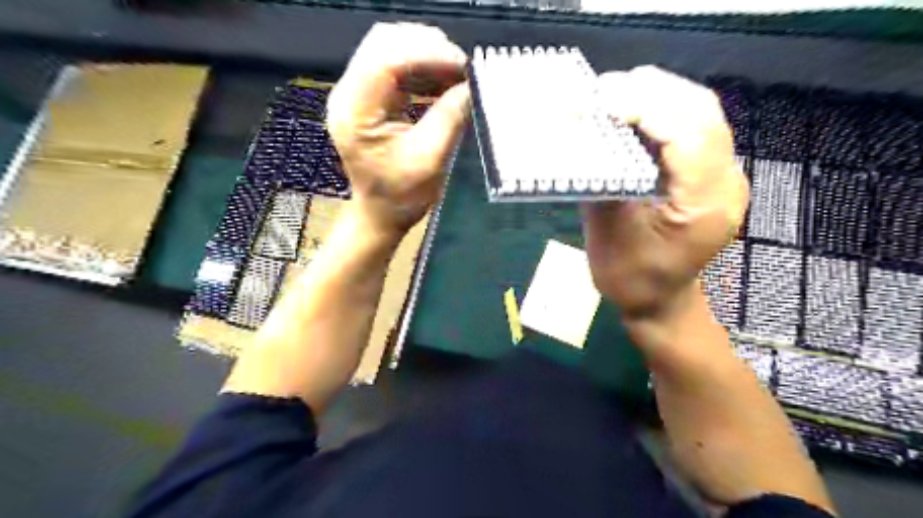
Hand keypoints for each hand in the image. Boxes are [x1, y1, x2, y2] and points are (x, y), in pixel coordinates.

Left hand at [326, 23, 468, 235]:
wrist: (380, 214)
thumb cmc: (401, 196)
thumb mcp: (430, 160)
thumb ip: (450, 118)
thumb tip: (471, 86)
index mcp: (355, 111)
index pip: (386, 58)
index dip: (428, 53)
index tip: (464, 66)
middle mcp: (349, 94)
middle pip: (384, 43)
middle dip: (427, 47)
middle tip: (462, 67)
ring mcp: (358, 94)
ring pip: (390, 50)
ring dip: (427, 55)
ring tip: (458, 73)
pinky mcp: (370, 99)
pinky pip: (396, 68)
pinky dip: (423, 69)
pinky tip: (445, 82)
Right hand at [582, 67, 747, 321]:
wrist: (659, 301)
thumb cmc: (630, 279)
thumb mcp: (608, 235)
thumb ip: (603, 181)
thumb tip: (585, 135)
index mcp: (704, 205)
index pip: (688, 134)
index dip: (645, 107)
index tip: (600, 100)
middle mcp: (726, 183)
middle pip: (700, 112)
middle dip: (650, 90)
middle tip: (601, 89)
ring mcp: (724, 176)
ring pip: (699, 112)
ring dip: (656, 94)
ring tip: (612, 94)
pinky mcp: (711, 173)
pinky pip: (692, 126)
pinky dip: (661, 110)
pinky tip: (632, 112)